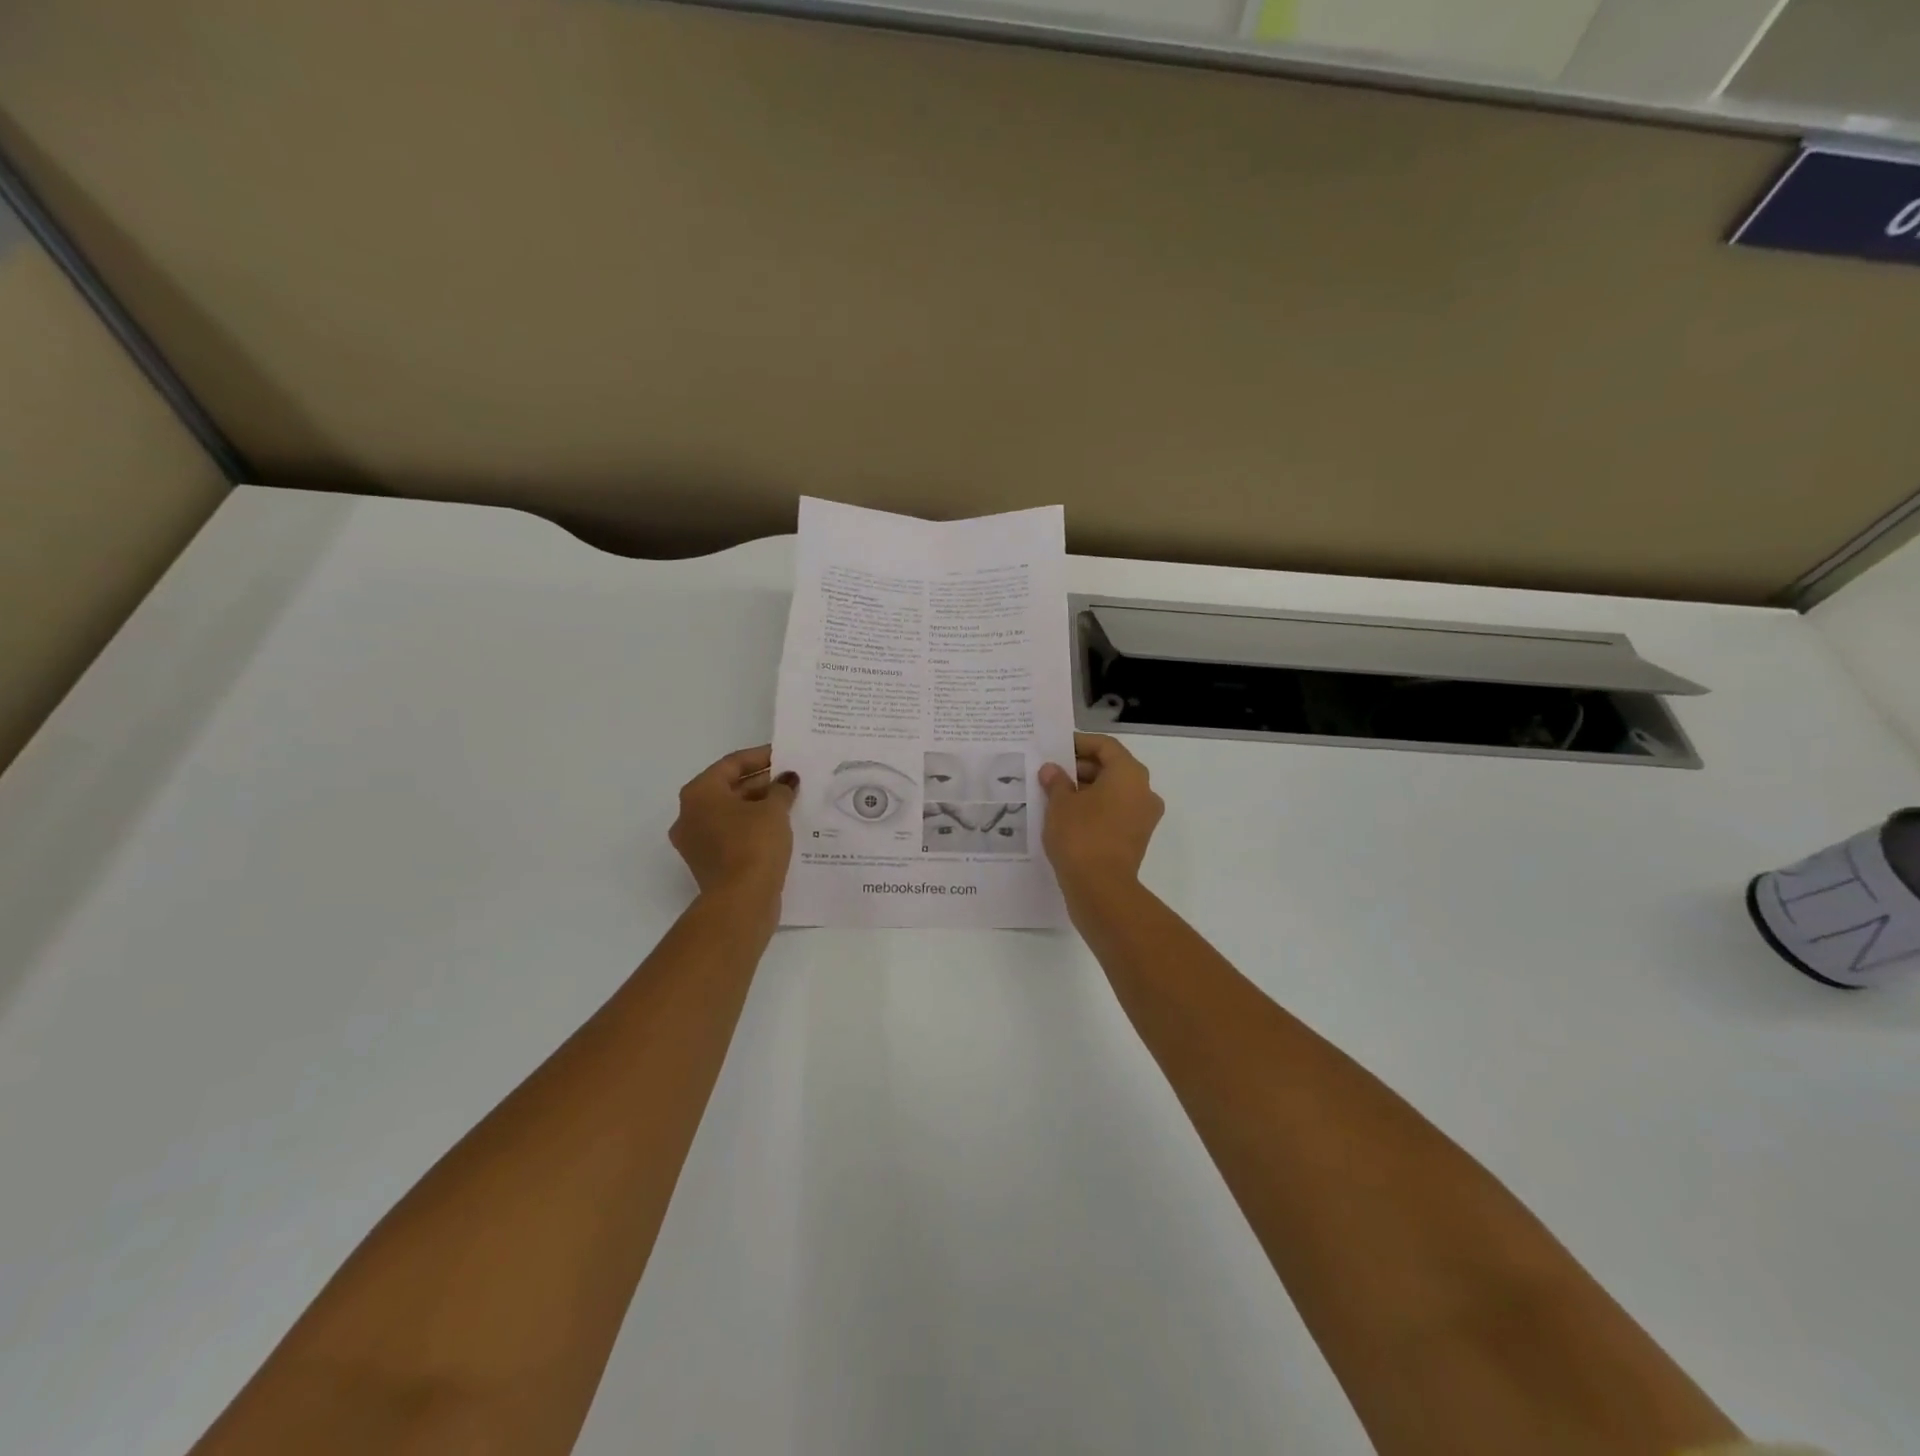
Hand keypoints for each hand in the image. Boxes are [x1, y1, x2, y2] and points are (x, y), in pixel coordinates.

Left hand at [669, 746, 797, 905]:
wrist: (741, 901)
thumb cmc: (754, 844)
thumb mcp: (774, 810)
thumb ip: (781, 789)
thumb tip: (787, 781)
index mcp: (699, 793)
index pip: (732, 764)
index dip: (761, 756)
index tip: (785, 755)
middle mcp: (690, 814)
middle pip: (729, 788)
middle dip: (761, 782)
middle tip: (791, 779)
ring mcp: (696, 842)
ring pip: (731, 813)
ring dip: (759, 806)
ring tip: (791, 802)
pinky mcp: (709, 864)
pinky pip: (732, 835)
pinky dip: (753, 827)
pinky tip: (780, 827)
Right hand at [1038, 733, 1162, 898]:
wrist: (1101, 888)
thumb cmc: (1081, 835)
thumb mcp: (1060, 804)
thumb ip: (1056, 782)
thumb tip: (1051, 770)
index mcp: (1129, 773)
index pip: (1105, 746)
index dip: (1080, 743)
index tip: (1057, 748)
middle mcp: (1144, 791)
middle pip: (1112, 768)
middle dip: (1081, 768)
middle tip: (1052, 773)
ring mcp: (1144, 817)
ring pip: (1114, 792)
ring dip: (1087, 790)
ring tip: (1055, 795)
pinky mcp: (1137, 838)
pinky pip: (1115, 812)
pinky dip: (1095, 809)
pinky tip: (1068, 817)